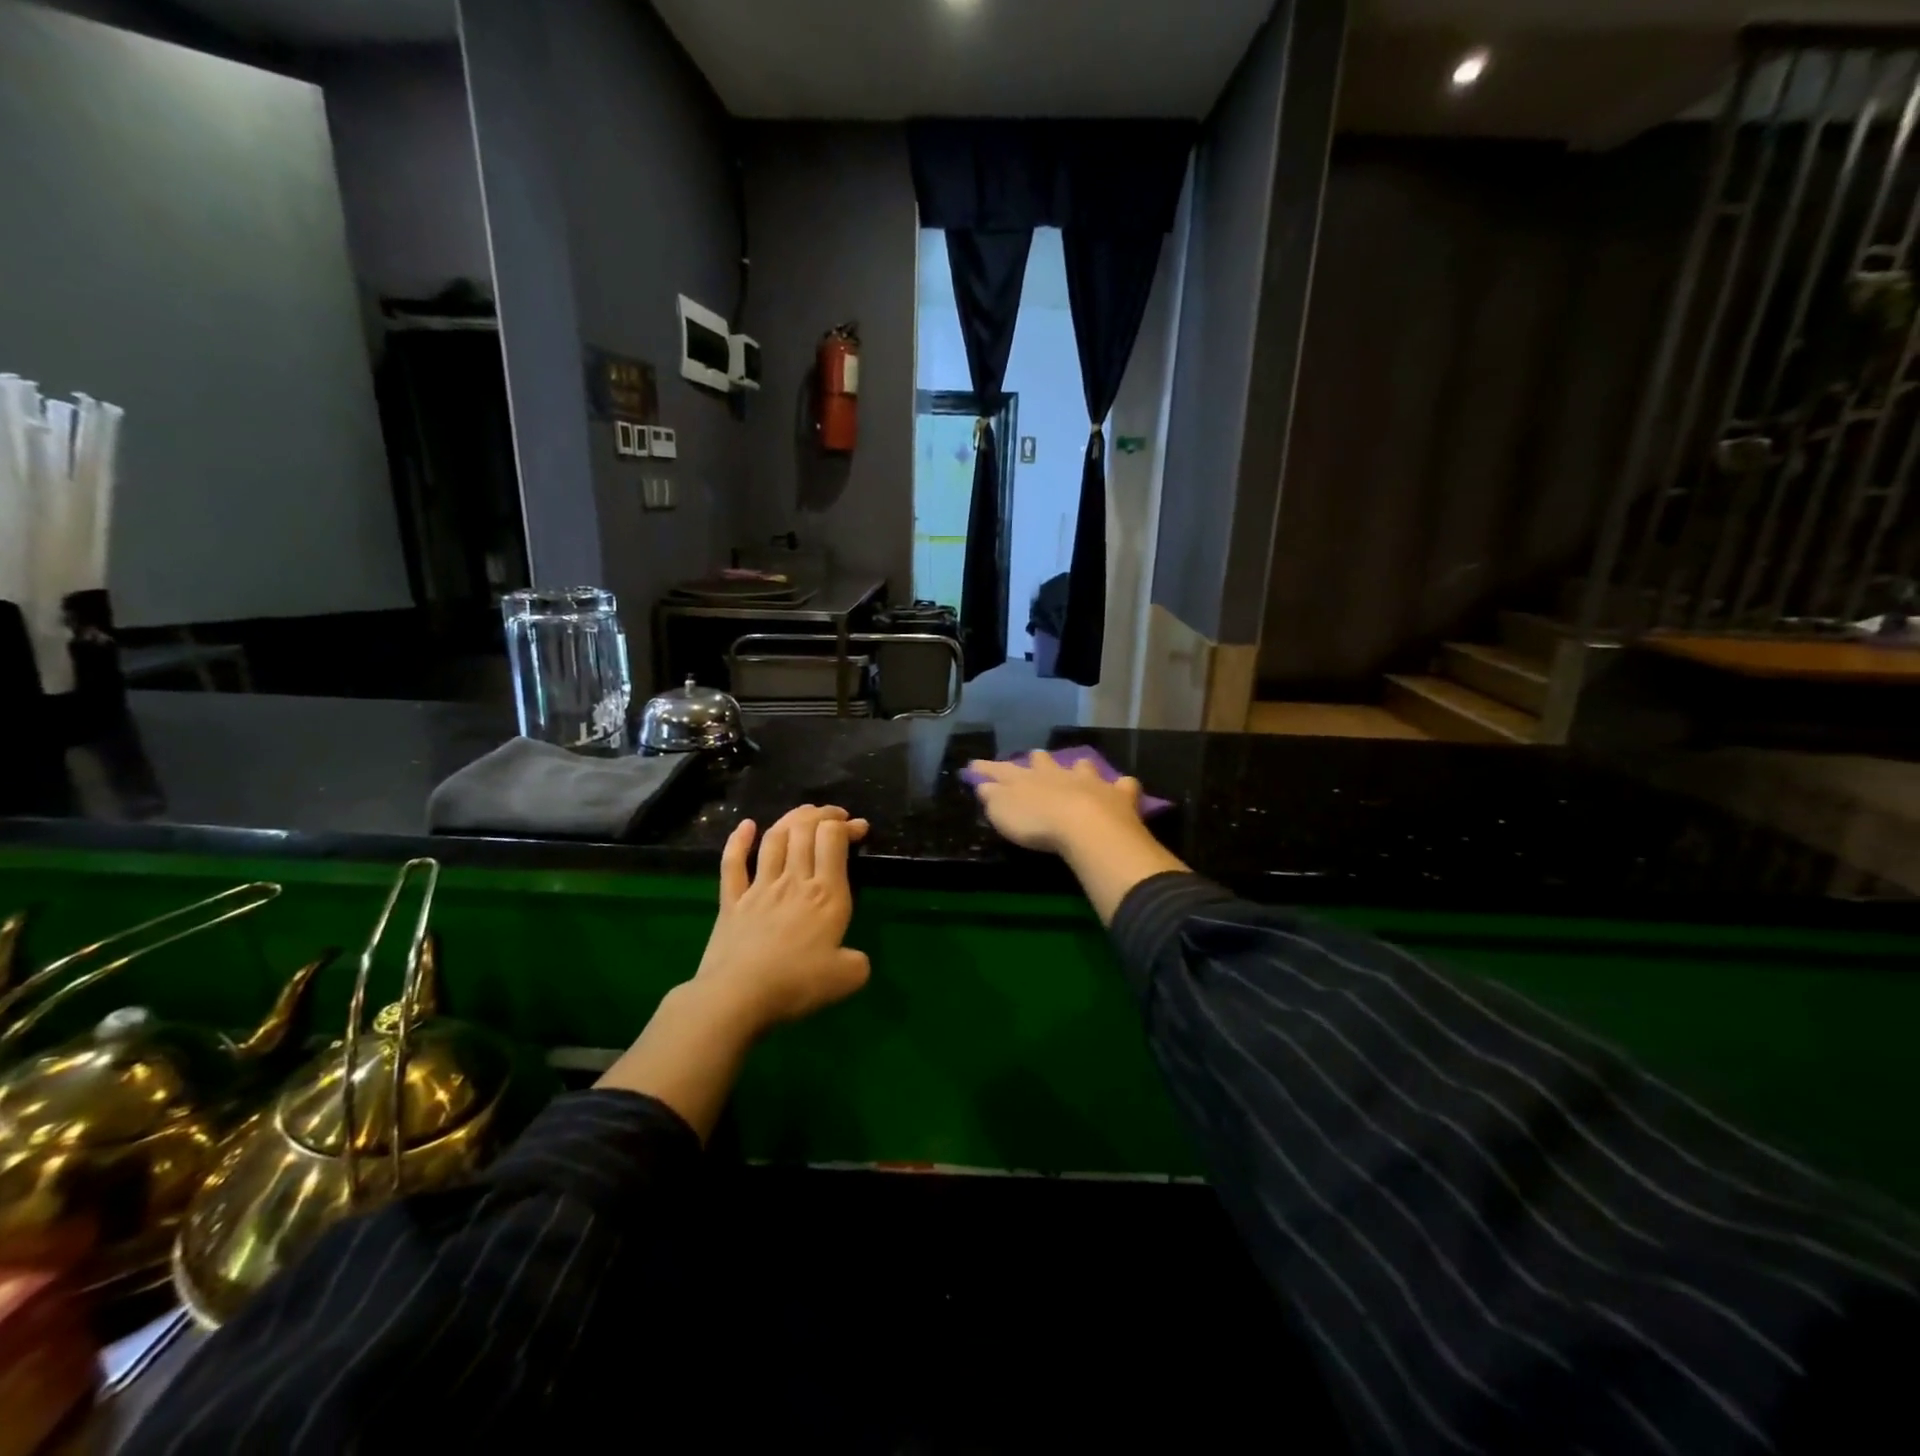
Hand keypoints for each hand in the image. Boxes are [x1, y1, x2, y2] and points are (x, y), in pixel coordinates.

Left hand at [692, 803, 871, 1035]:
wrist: (737, 997)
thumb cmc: (796, 984)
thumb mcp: (847, 978)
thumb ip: (859, 963)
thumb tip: (857, 960)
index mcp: (826, 894)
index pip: (833, 839)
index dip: (846, 825)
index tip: (859, 828)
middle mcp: (794, 881)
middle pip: (804, 830)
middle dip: (822, 815)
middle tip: (835, 816)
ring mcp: (759, 887)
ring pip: (774, 839)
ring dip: (791, 819)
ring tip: (804, 814)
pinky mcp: (731, 902)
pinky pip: (733, 863)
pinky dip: (739, 840)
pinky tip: (746, 825)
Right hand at [967, 752, 1187, 924]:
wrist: (1086, 826)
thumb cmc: (1038, 823)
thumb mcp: (1003, 813)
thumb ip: (992, 797)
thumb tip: (983, 784)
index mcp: (1027, 778)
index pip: (1001, 770)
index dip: (987, 768)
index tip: (975, 765)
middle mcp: (1057, 773)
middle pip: (1044, 762)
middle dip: (1037, 760)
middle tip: (1034, 759)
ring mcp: (1090, 781)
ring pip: (1082, 766)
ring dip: (1079, 767)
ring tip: (1079, 768)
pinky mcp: (1118, 795)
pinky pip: (1122, 786)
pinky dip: (1121, 787)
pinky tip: (1123, 788)